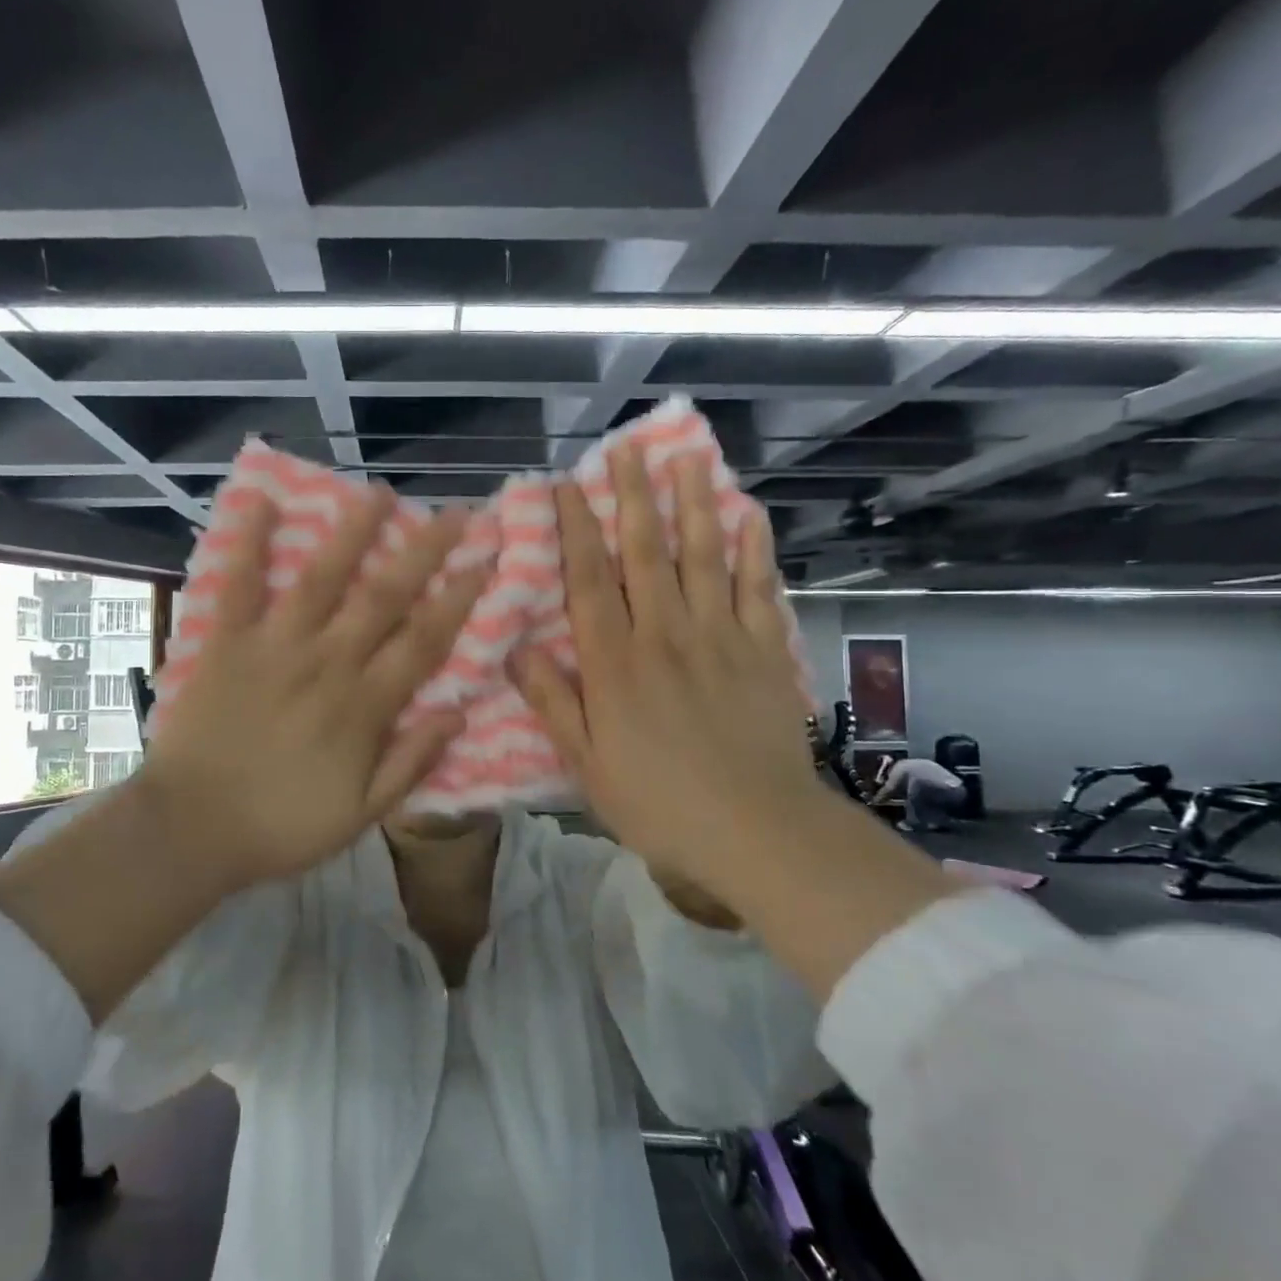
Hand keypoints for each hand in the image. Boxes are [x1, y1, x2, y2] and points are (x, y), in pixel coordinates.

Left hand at [140, 487, 489, 889]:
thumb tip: (458, 712)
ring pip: (322, 579)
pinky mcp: (227, 643)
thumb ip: (410, 761)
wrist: (191, 830)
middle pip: (384, 597)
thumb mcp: (361, 814)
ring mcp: (275, 647)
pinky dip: (249, 543)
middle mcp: (327, 663)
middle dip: (424, 551)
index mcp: (363, 706)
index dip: (458, 599)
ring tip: (378, 494)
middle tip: (454, 513)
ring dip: (353, 533)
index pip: (423, 641)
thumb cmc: (281, 825)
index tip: (484, 562)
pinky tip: (261, 500)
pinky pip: (239, 586)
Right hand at [512, 446, 821, 894]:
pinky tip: (749, 517)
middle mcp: (665, 635)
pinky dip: (753, 551)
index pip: (590, 581)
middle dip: (635, 497)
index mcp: (616, 663)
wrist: (757, 831)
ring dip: (694, 505)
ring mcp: (720, 638)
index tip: (568, 486)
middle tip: (629, 449)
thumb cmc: (659, 803)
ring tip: (688, 459)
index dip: (577, 530)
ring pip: (703, 558)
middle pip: (647, 553)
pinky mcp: (764, 652)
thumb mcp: (586, 764)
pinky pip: (757, 590)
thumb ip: (553, 702)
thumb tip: (515, 649)